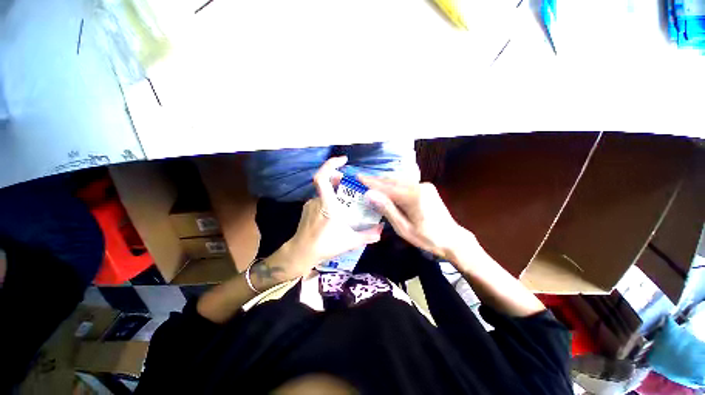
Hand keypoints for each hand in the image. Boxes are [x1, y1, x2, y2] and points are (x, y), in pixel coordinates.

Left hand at [271, 157, 382, 277]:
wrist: (301, 253)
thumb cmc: (325, 245)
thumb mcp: (350, 242)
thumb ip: (367, 236)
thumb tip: (381, 231)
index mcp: (327, 204)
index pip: (322, 178)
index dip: (331, 165)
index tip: (343, 161)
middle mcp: (317, 201)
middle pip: (325, 181)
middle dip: (337, 177)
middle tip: (349, 180)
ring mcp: (310, 205)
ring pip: (323, 191)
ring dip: (334, 189)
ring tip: (345, 196)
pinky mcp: (307, 210)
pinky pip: (319, 199)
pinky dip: (328, 198)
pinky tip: (335, 209)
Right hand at [359, 176, 465, 259]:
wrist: (452, 238)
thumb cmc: (427, 238)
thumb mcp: (403, 228)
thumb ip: (387, 209)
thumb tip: (369, 194)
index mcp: (413, 196)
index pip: (387, 187)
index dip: (371, 182)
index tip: (358, 177)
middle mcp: (419, 186)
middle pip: (392, 181)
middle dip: (376, 180)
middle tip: (362, 179)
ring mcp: (424, 185)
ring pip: (399, 181)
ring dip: (385, 181)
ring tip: (371, 182)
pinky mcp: (426, 188)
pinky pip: (406, 183)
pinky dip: (394, 185)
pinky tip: (387, 187)